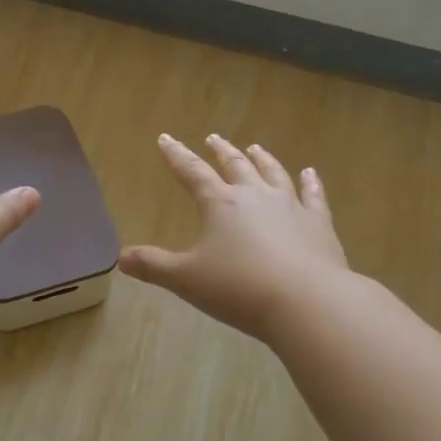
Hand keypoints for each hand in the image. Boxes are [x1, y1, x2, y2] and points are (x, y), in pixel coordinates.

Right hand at [119, 133, 348, 339]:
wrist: (307, 301)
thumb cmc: (239, 288)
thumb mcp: (186, 280)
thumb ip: (153, 266)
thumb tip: (120, 258)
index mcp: (221, 204)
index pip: (192, 172)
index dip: (176, 156)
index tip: (166, 139)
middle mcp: (255, 196)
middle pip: (235, 165)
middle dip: (221, 151)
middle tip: (213, 138)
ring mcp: (291, 206)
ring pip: (274, 173)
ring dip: (262, 159)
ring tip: (255, 147)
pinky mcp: (319, 224)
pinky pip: (314, 196)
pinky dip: (311, 183)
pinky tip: (310, 174)